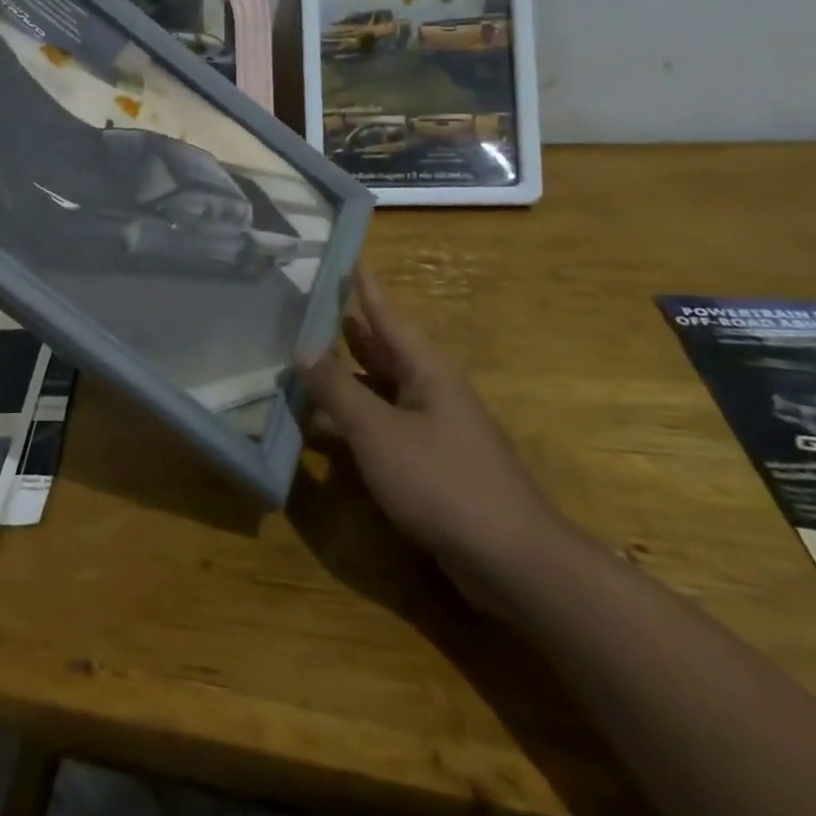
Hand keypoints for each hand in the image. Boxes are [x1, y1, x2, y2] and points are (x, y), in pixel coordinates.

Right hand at [300, 262, 572, 600]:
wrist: (513, 563)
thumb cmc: (443, 483)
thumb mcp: (378, 432)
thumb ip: (336, 390)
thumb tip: (302, 349)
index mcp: (425, 369)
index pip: (386, 313)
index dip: (364, 284)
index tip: (345, 252)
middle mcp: (430, 390)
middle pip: (381, 349)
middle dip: (346, 328)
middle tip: (306, 304)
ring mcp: (431, 428)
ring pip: (378, 389)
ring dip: (343, 376)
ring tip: (301, 358)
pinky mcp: (428, 464)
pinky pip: (381, 425)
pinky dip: (351, 419)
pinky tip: (320, 426)